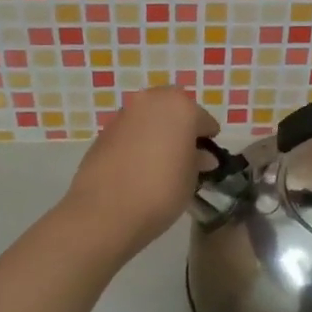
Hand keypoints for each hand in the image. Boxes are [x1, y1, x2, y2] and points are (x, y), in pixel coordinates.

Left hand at [65, 85, 220, 256]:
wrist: (105, 211)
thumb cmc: (161, 190)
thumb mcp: (191, 178)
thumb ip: (198, 160)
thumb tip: (201, 156)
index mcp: (180, 107)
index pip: (203, 120)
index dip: (207, 139)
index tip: (207, 158)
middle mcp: (151, 101)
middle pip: (173, 110)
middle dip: (180, 127)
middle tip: (184, 155)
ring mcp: (124, 114)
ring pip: (149, 118)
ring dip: (156, 133)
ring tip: (159, 162)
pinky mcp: (104, 131)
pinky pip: (130, 132)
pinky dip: (137, 142)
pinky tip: (137, 167)